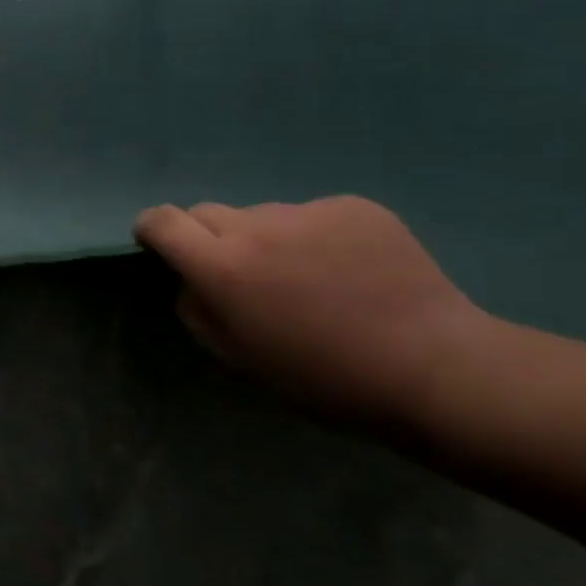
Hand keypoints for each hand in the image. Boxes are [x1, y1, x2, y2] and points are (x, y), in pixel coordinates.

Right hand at [133, 196, 489, 422]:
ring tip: (311, 280)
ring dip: (268, 239)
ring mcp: (307, 211)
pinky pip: (313, 216)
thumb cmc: (325, 379)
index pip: (162, 221)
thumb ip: (199, 313)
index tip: (159, 245)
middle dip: (210, 238)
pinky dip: (316, 237)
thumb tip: (192, 282)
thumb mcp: (241, 360)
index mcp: (222, 267)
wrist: (433, 368)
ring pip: (264, 216)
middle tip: (244, 276)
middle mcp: (256, 227)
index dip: (152, 229)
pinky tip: (350, 272)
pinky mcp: (352, 206)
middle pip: (208, 212)